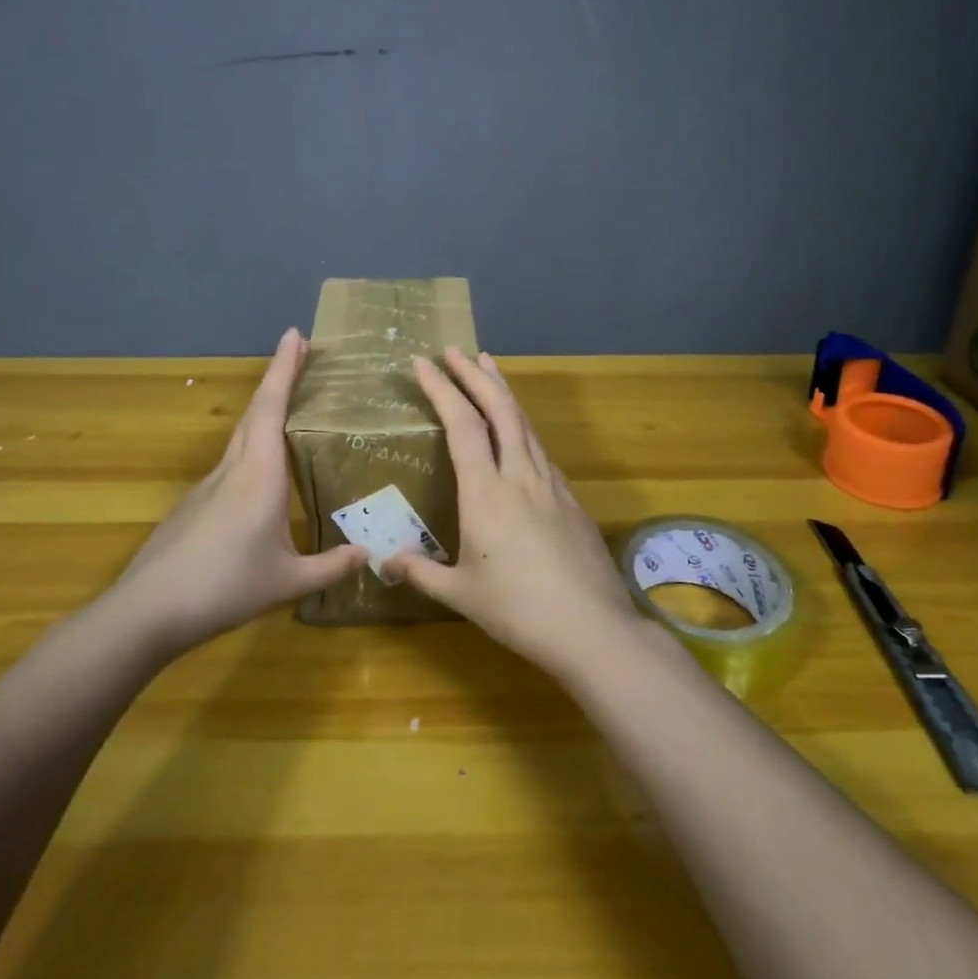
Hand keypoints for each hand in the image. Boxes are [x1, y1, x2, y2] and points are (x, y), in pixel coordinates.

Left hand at [111, 328, 366, 657]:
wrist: (146, 612)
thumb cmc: (224, 588)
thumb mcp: (287, 583)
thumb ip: (330, 567)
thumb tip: (369, 554)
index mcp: (258, 475)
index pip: (271, 408)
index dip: (284, 368)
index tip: (296, 335)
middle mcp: (232, 470)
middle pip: (255, 411)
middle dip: (278, 377)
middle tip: (302, 354)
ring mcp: (208, 487)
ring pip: (241, 435)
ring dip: (264, 409)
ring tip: (289, 404)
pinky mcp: (194, 506)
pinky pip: (230, 461)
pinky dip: (252, 443)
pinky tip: (262, 470)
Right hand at [381, 347, 647, 677]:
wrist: (592, 628)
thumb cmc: (518, 610)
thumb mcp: (461, 595)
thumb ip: (421, 574)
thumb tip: (385, 563)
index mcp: (486, 492)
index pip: (461, 424)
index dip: (441, 388)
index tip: (422, 363)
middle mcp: (520, 475)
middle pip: (500, 408)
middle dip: (475, 374)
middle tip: (456, 350)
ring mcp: (551, 483)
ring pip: (525, 422)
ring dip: (503, 391)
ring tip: (489, 368)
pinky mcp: (571, 498)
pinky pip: (540, 447)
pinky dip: (522, 425)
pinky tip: (519, 432)